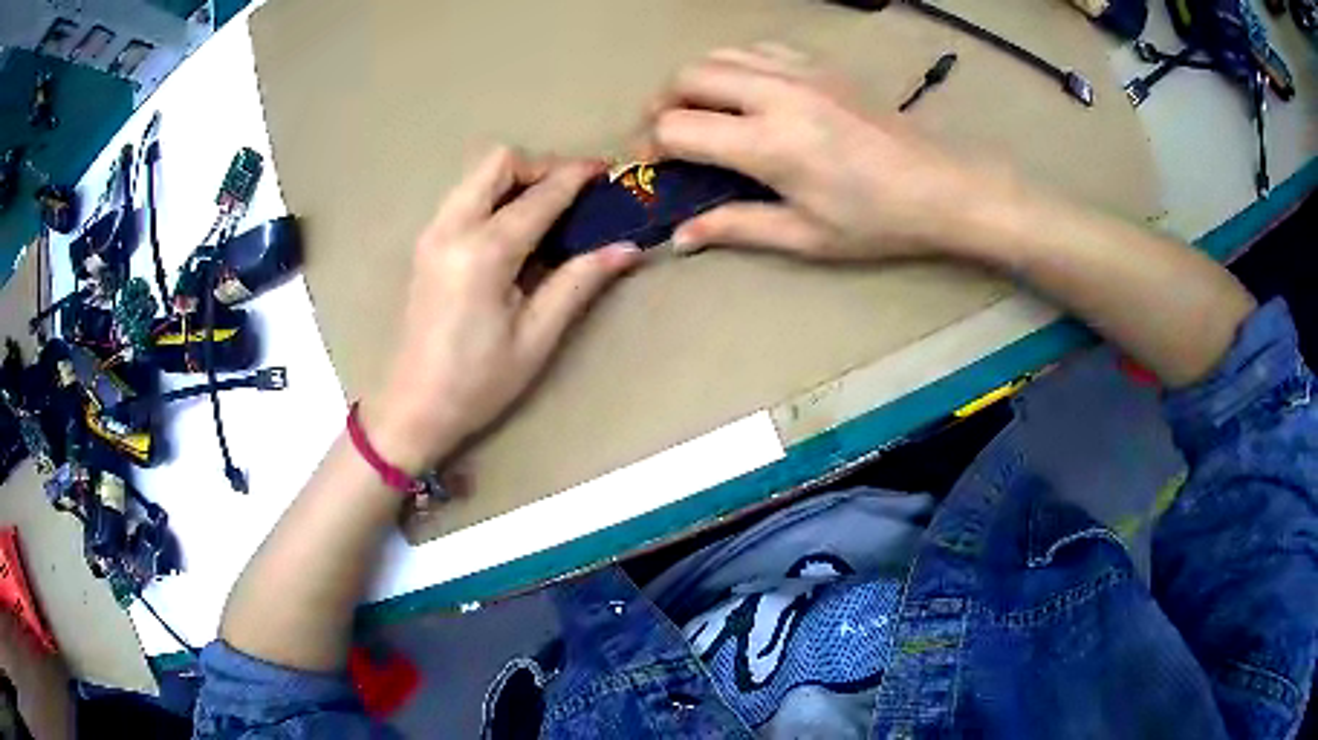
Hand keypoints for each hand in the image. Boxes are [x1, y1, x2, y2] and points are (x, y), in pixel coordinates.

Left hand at [364, 148, 641, 472]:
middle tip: (572, 193)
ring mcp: (433, 233)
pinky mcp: (426, 244)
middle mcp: (453, 228)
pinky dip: (494, 194)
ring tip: (547, 209)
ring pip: (477, 174)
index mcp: (484, 252)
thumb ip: (579, 282)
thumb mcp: (537, 337)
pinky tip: (513, 229)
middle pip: (498, 162)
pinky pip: (464, 196)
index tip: (606, 169)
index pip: (540, 197)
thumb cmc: (478, 382)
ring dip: (515, 178)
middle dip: (540, 166)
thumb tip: (628, 248)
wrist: (414, 407)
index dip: (576, 177)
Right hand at [643, 44, 986, 259]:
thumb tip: (680, 236)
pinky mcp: (820, 64)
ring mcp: (800, 71)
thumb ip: (736, 227)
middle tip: (668, 134)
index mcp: (769, 144)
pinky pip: (757, 48)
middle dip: (662, 103)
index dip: (652, 146)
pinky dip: (735, 65)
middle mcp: (776, 94)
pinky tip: (745, 91)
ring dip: (695, 80)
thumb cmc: (876, 221)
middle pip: (688, 75)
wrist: (939, 186)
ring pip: (719, 53)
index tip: (652, 165)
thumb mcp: (805, 237)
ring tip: (700, 110)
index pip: (678, 127)